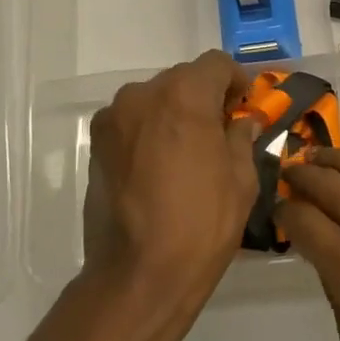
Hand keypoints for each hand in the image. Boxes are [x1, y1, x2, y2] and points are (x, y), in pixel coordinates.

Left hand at [81, 50, 258, 323]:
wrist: (138, 275)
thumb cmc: (201, 224)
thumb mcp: (241, 180)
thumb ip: (241, 138)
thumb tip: (242, 123)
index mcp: (184, 95)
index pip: (215, 64)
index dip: (236, 80)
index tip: (244, 106)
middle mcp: (143, 94)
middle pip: (182, 79)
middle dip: (204, 97)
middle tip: (220, 130)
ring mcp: (113, 119)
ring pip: (154, 99)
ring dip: (174, 113)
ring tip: (188, 151)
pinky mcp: (96, 145)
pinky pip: (131, 123)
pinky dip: (149, 131)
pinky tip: (160, 167)